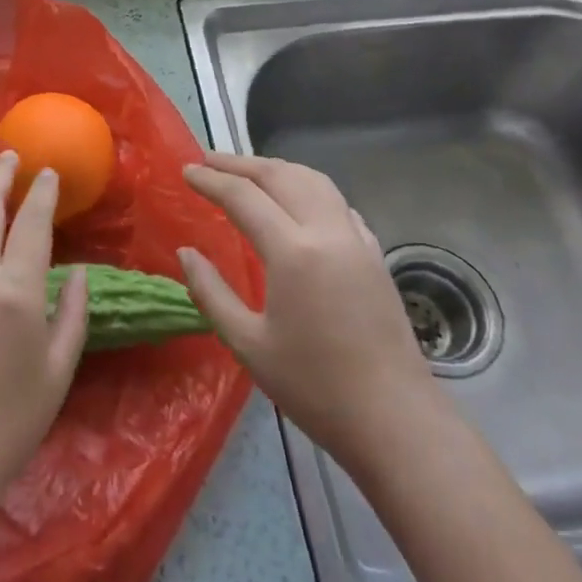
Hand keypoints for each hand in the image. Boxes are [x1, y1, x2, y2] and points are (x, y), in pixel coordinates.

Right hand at [178, 152, 434, 473]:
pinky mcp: (374, 253)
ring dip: (276, 168)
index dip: (211, 179)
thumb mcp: (248, 345)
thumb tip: (187, 253)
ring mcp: (356, 239)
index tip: (186, 171)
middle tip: (208, 161)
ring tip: (248, 172)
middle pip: (280, 175)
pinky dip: (308, 188)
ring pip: (313, 180)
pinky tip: (298, 202)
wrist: (395, 420)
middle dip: (240, 163)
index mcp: (292, 250)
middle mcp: (326, 231)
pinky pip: (337, 202)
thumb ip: (211, 293)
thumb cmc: (315, 387)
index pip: (243, 196)